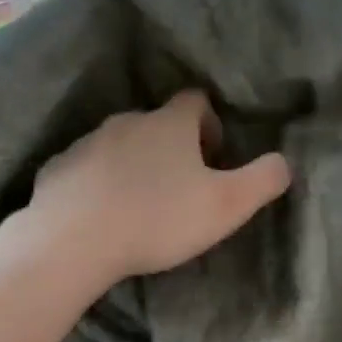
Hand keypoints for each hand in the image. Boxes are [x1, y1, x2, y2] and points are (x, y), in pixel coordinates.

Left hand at [26, 90, 291, 279]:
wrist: (74, 239)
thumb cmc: (157, 219)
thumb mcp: (225, 206)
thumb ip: (262, 181)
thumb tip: (284, 163)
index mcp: (169, 124)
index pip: (196, 101)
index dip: (210, 124)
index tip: (214, 156)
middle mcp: (126, 121)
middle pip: (155, 124)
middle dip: (170, 149)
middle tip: (179, 188)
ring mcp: (86, 144)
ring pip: (117, 147)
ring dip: (132, 167)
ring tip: (138, 206)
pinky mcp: (57, 170)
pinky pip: (84, 171)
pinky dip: (96, 185)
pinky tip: (101, 216)